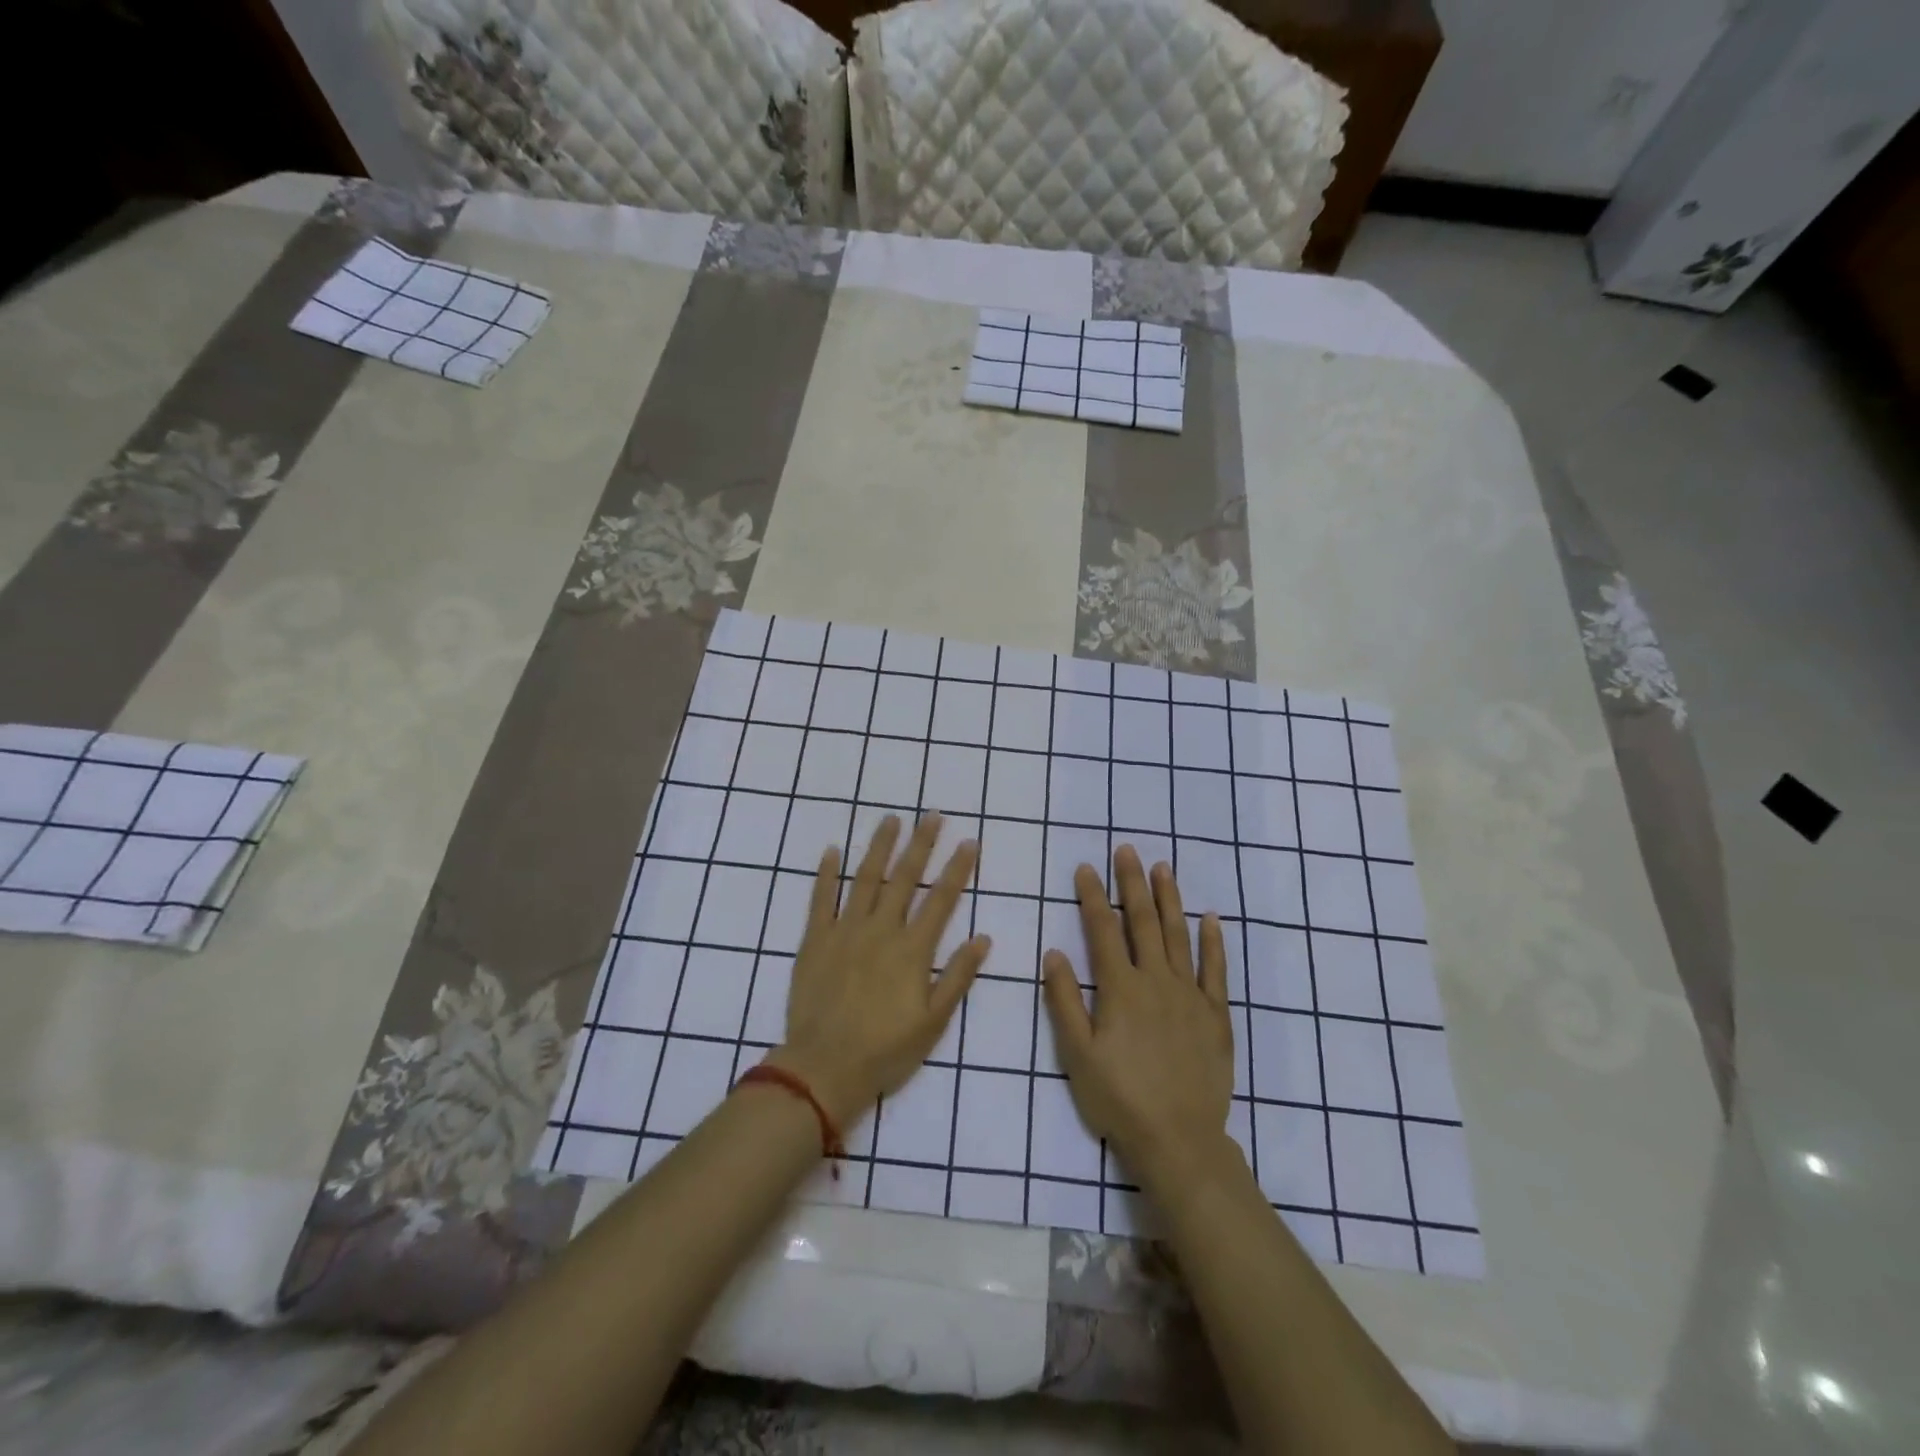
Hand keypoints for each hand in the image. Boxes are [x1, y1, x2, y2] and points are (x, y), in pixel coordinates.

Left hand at [768, 813, 987, 1128]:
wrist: (823, 1068)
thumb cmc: (885, 1050)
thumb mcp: (934, 1022)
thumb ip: (957, 976)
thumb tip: (982, 938)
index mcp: (912, 949)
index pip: (941, 899)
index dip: (957, 869)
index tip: (968, 842)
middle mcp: (880, 930)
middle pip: (904, 878)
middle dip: (921, 844)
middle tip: (932, 815)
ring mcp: (845, 930)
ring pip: (865, 878)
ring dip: (879, 846)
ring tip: (891, 819)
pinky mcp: (814, 940)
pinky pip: (820, 899)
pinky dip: (826, 873)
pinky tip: (832, 850)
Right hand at [1043, 845, 1235, 1187]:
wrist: (1179, 1140)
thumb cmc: (1119, 1098)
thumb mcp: (1078, 1054)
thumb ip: (1065, 1001)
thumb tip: (1054, 952)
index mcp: (1120, 989)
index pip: (1103, 930)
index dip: (1093, 896)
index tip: (1086, 867)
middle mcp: (1156, 981)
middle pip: (1143, 922)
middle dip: (1132, 883)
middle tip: (1127, 849)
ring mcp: (1191, 995)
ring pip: (1178, 935)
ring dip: (1170, 899)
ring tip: (1163, 867)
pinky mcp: (1216, 1015)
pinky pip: (1216, 970)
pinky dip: (1214, 941)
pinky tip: (1211, 917)